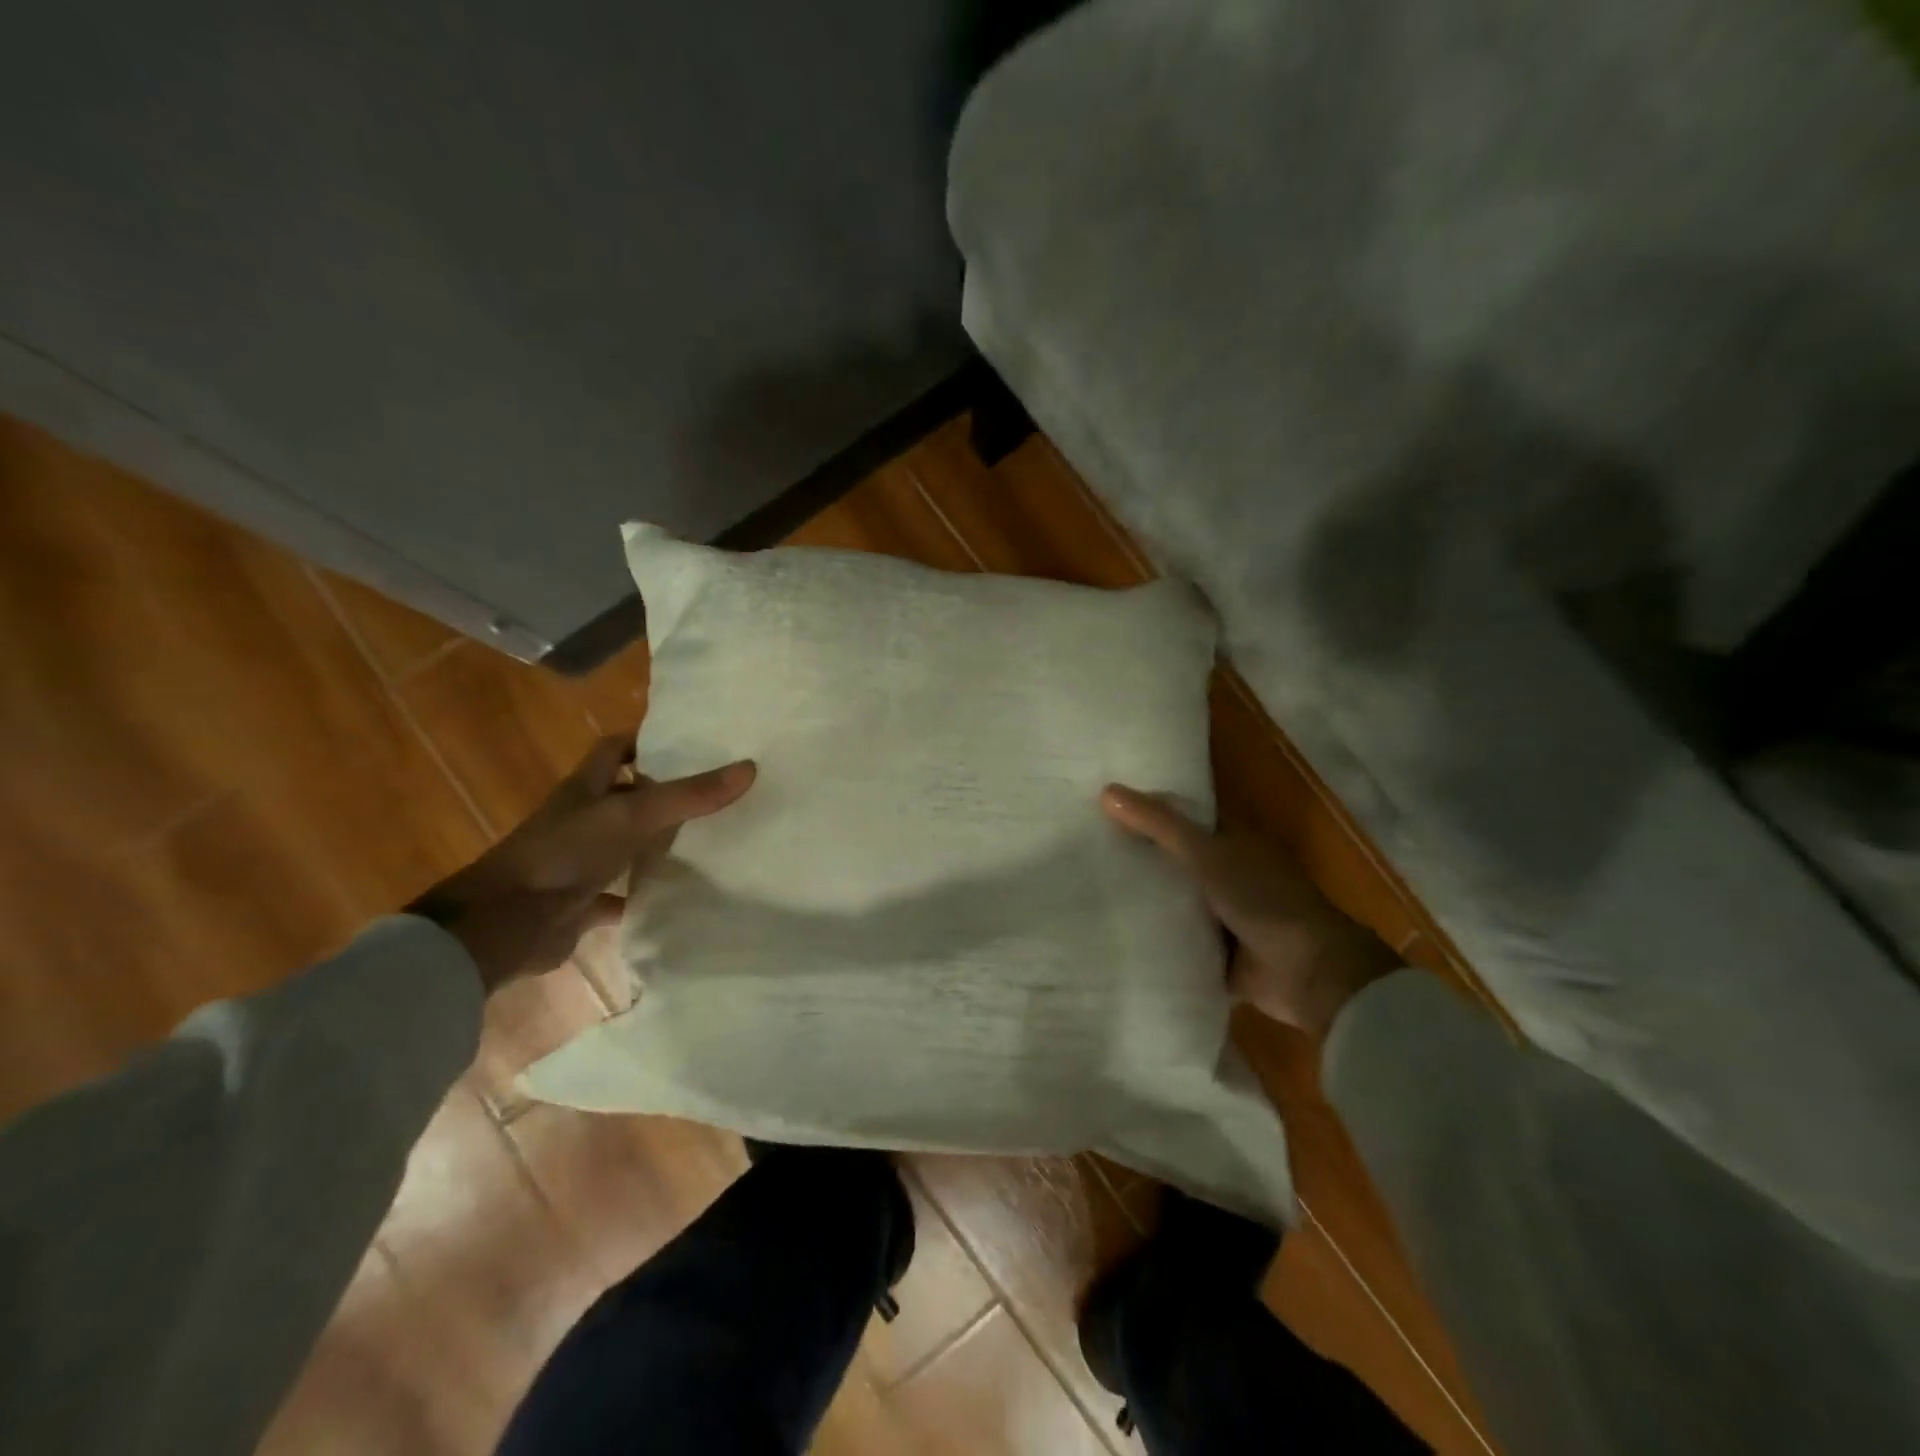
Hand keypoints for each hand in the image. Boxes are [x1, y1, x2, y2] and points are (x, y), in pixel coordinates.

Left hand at [413, 736, 755, 992]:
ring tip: (711, 839)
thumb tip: (750, 767)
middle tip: (717, 791)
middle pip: (627, 795)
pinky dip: (645, 895)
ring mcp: (580, 861)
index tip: (693, 742)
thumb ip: (690, 795)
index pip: (616, 748)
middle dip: (666, 792)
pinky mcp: (581, 901)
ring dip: (658, 844)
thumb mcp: (634, 815)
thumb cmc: (565, 853)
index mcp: (587, 787)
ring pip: (627, 844)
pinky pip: (621, 894)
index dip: (649, 741)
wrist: (507, 923)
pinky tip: (681, 896)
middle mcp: (582, 818)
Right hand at [1102, 785, 1399, 1037]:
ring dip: (1143, 901)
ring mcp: (1222, 916)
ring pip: (1173, 901)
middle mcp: (1227, 874)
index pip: (1183, 818)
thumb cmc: (1263, 899)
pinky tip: (1111, 935)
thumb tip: (1106, 791)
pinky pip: (1176, 942)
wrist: (1309, 973)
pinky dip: (1154, 940)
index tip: (1102, 806)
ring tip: (1084, 890)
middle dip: (1137, 857)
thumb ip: (1159, 825)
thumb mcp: (1206, 854)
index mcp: (1233, 842)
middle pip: (1174, 860)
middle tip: (1082, 848)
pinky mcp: (1216, 954)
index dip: (1148, 810)